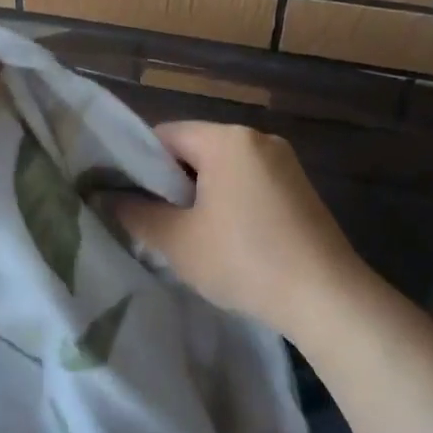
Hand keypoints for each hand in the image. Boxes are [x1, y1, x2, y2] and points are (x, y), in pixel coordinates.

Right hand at [114, 121, 361, 336]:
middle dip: (169, 181)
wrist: (326, 297)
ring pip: (222, 168)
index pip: (165, 135)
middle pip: (195, 148)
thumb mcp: (178, 241)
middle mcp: (258, 138)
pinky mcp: (299, 188)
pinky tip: (223, 238)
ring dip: (198, 194)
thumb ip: (136, 214)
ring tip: (183, 233)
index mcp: (227, 139)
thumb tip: (106, 198)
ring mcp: (284, 162)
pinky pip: (248, 182)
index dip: (137, 163)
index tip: (125, 197)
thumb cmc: (244, 260)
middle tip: (151, 219)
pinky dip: (227, 201)